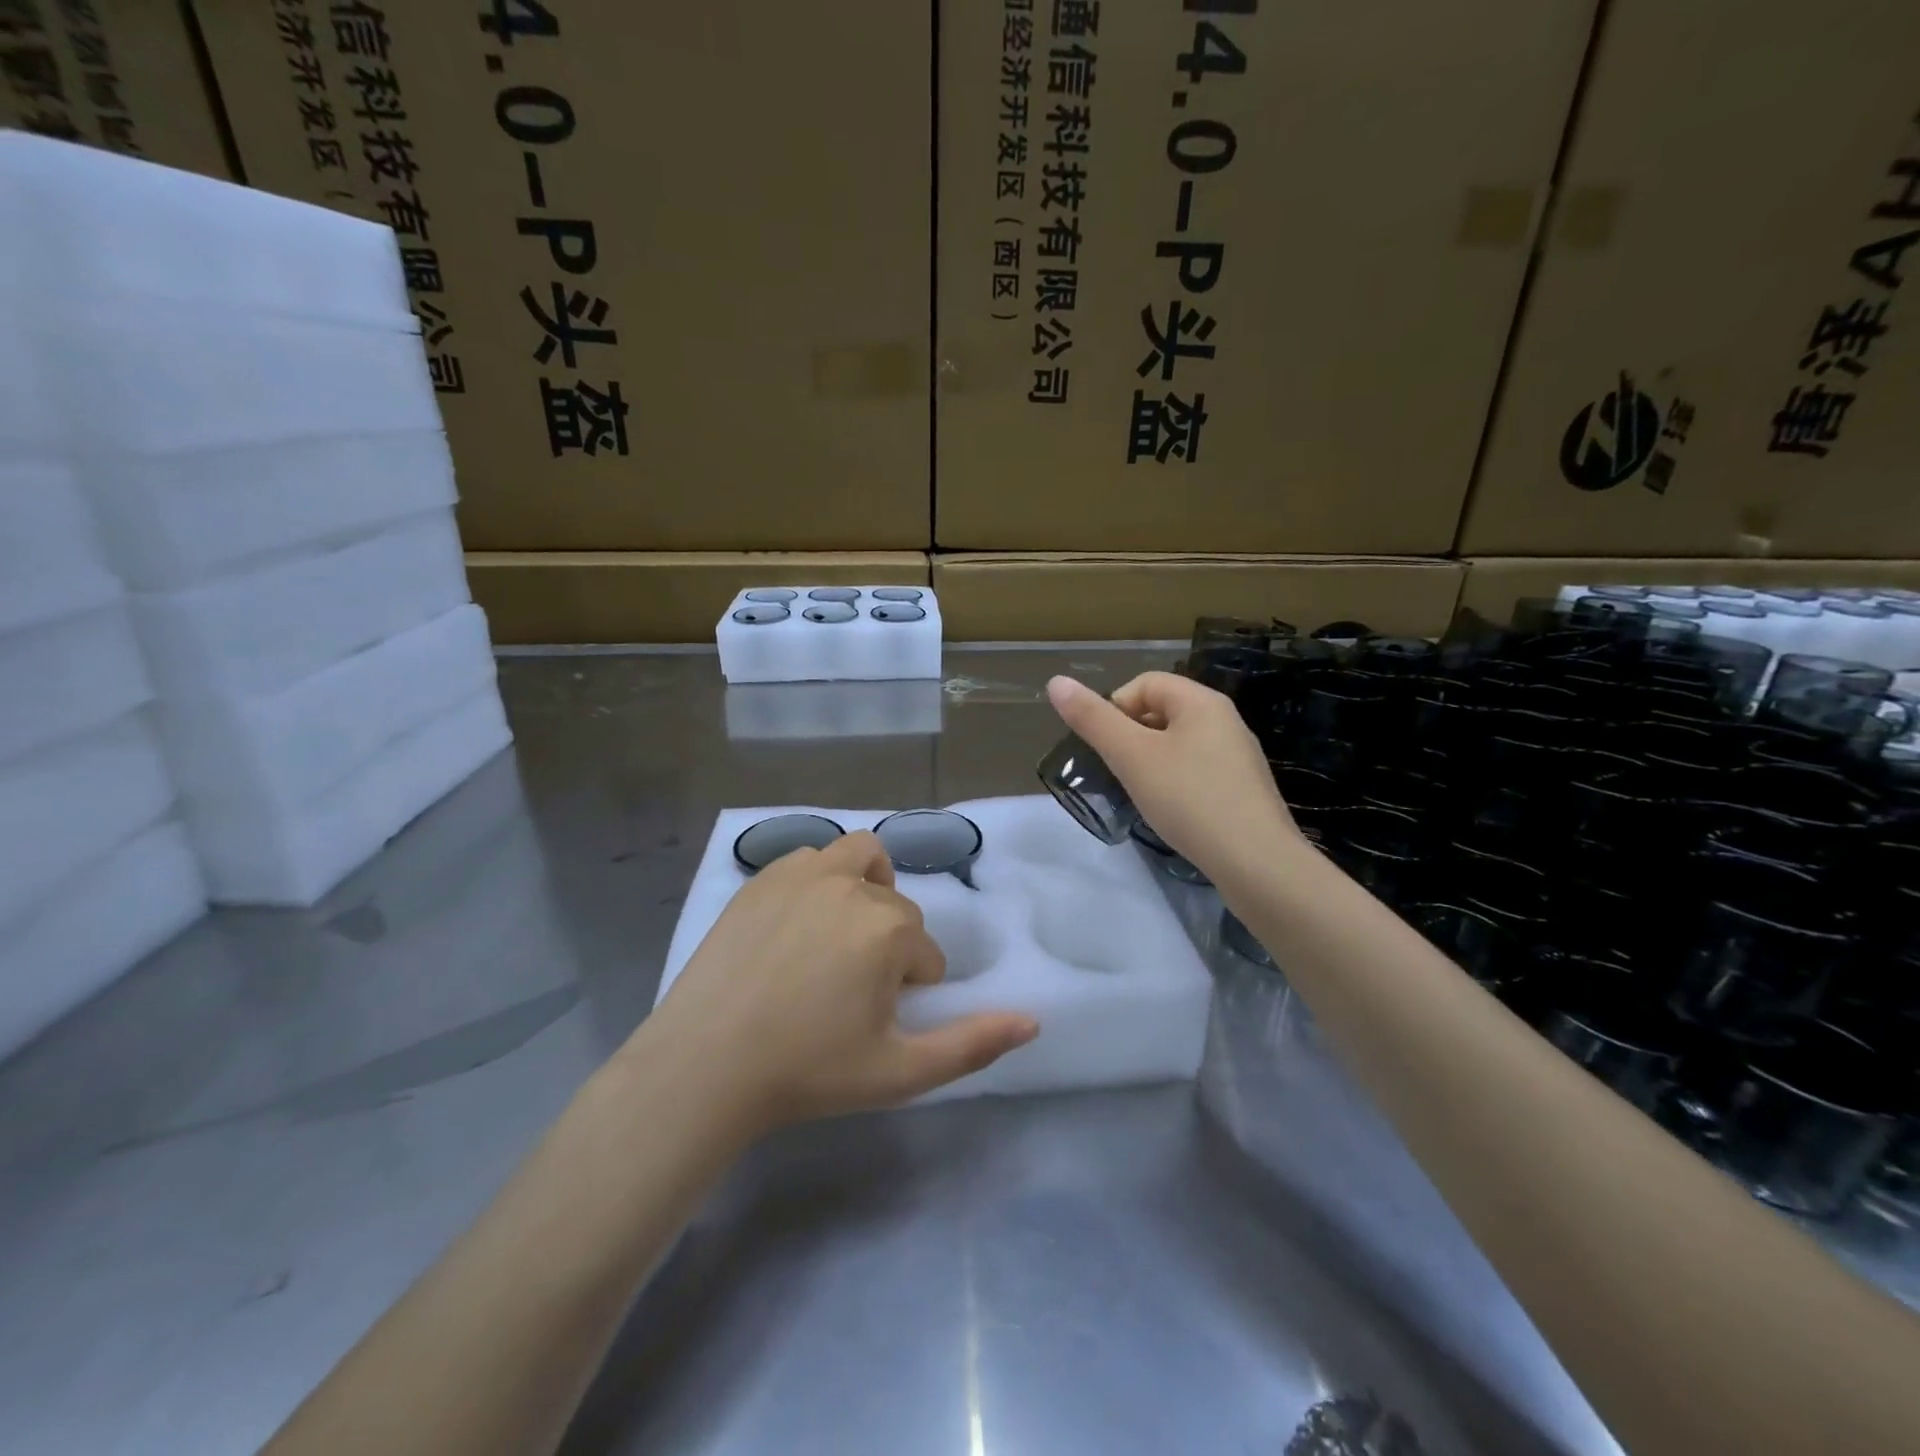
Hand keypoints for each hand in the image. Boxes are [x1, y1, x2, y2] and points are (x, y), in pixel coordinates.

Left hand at [641, 832, 1038, 1135]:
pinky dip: (821, 880)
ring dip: (866, 889)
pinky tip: (800, 925)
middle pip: (897, 905)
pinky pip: (810, 859)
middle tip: (854, 990)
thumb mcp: (900, 1072)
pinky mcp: (762, 877)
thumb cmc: (808, 1072)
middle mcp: (852, 886)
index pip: (926, 952)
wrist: (705, 1065)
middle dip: (889, 944)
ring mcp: (801, 874)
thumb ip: (972, 1045)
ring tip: (840, 937)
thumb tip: (1034, 1021)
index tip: (873, 1021)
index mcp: (888, 928)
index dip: (909, 989)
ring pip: (859, 858)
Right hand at [1047, 672, 1307, 884]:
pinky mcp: (1243, 788)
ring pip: (1178, 743)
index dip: (1114, 708)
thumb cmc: (1189, 800)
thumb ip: (1093, 719)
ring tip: (1141, 794)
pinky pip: (1197, 769)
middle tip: (1119, 773)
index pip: (1144, 683)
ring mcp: (1238, 755)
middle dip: (1131, 736)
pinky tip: (1171, 811)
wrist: (1257, 864)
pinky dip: (1175, 782)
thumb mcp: (1132, 757)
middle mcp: (1225, 719)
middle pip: (1162, 711)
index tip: (1105, 748)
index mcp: (1201, 702)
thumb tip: (1056, 682)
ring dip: (1151, 761)